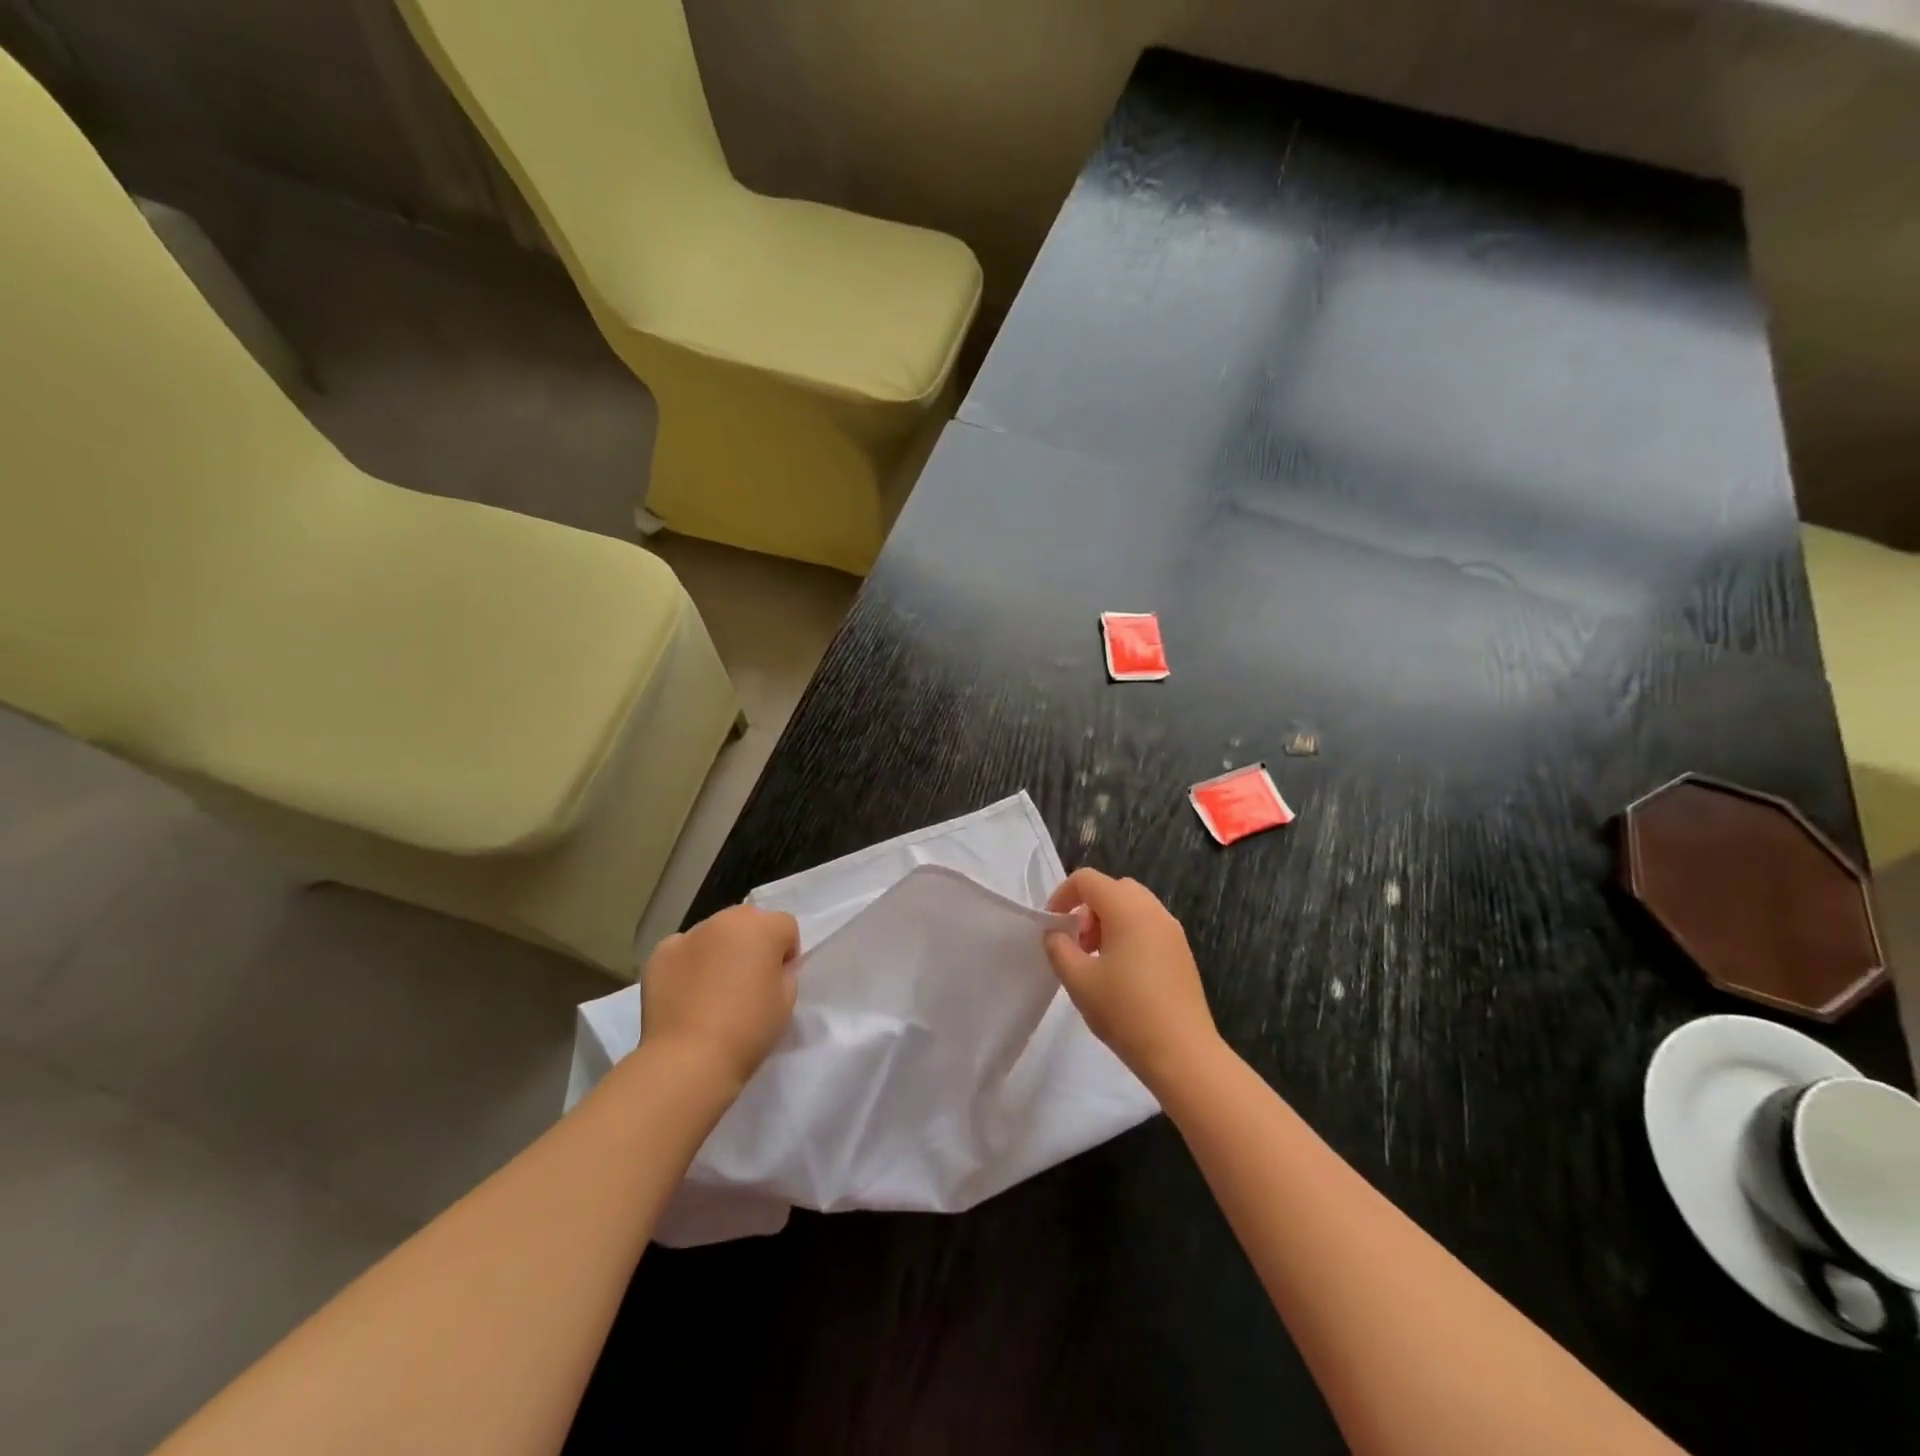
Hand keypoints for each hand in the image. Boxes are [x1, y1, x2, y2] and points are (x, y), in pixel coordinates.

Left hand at [640, 905, 799, 1091]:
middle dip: (752, 943)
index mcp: (763, 927)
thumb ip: (785, 972)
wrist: (689, 1058)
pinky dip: (687, 964)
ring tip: (713, 989)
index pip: (785, 926)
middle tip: (747, 981)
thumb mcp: (787, 1001)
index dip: (785, 952)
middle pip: (748, 921)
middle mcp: (726, 919)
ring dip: (719, 950)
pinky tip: (686, 994)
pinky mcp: (660, 953)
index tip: (777, 980)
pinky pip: (682, 950)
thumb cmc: (748, 1029)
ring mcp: (689, 934)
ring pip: (714, 934)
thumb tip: (773, 967)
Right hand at [1044, 868, 1222, 1090]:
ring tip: (1098, 960)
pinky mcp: (1182, 952)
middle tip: (1078, 943)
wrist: (1182, 1053)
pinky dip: (1129, 934)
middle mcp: (1153, 910)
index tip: (1053, 926)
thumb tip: (1056, 933)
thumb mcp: (1078, 980)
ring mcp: (1172, 931)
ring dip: (1109, 921)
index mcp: (1127, 909)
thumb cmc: (1125, 1011)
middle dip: (1088, 908)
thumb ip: (1058, 948)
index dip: (1062, 895)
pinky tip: (1123, 974)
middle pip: (1113, 888)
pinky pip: (1149, 926)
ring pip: (1133, 906)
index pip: (1087, 879)